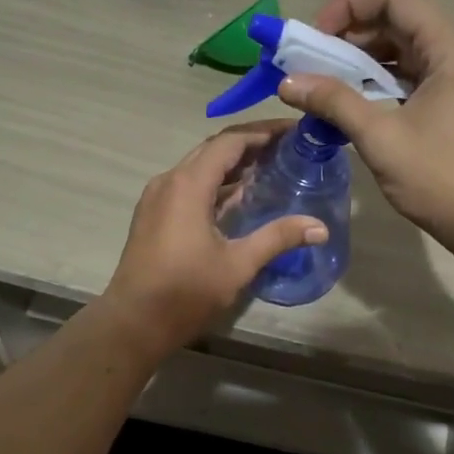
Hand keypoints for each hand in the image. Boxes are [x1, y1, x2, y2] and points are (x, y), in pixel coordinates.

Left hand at [100, 122, 327, 357]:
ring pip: (200, 167)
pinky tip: (239, 197)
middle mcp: (170, 181)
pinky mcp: (154, 214)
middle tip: (288, 148)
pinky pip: (189, 185)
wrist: (133, 322)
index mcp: (188, 184)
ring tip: (270, 168)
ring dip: (232, 164)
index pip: (230, 141)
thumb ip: (278, 238)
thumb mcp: (237, 264)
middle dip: (250, 144)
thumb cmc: (185, 292)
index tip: (294, 131)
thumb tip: (320, 228)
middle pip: (214, 149)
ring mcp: (158, 197)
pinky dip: (216, 183)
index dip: (263, 132)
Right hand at [278, 0, 453, 258]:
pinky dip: (382, 83)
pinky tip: (354, 104)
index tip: (314, 36)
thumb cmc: (443, 180)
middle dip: (350, 35)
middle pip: (399, 21)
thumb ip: (334, 102)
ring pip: (406, 51)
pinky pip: (415, 77)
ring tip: (325, 83)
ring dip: (363, 61)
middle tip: (312, 62)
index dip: (348, 5)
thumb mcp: (382, 139)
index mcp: (450, 49)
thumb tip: (288, 82)